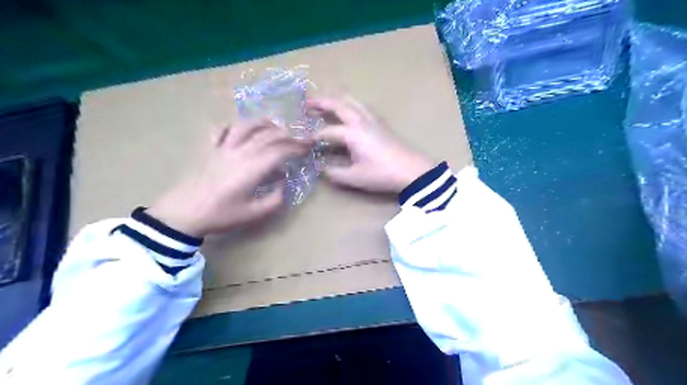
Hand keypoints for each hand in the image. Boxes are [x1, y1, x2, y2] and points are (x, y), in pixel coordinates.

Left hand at [151, 119, 312, 237]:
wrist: (183, 214)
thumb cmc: (220, 215)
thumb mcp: (253, 214)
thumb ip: (274, 200)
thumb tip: (284, 186)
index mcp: (252, 168)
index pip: (280, 150)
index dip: (297, 146)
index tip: (309, 145)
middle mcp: (240, 152)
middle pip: (267, 135)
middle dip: (287, 134)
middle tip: (299, 137)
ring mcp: (223, 148)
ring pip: (245, 126)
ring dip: (263, 123)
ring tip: (275, 125)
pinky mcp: (211, 150)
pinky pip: (223, 130)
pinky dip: (234, 126)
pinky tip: (240, 129)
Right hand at [309, 96, 431, 192]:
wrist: (411, 170)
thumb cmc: (382, 174)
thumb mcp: (355, 177)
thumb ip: (334, 172)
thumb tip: (320, 167)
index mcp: (352, 133)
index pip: (326, 132)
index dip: (312, 136)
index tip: (301, 141)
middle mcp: (360, 120)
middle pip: (337, 104)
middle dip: (320, 102)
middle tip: (305, 102)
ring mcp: (372, 119)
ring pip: (351, 100)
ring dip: (335, 99)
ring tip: (324, 102)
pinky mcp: (380, 122)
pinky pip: (360, 105)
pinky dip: (348, 103)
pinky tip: (347, 110)